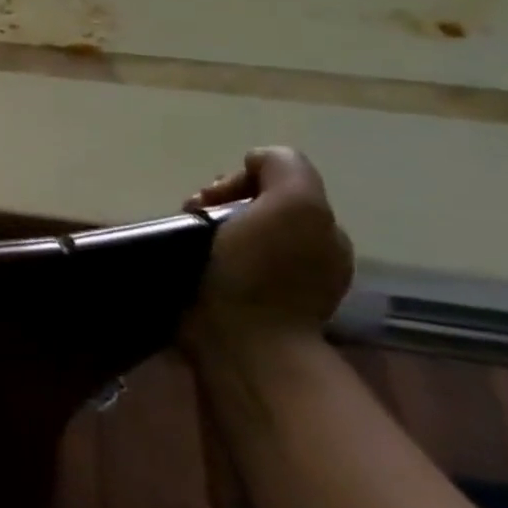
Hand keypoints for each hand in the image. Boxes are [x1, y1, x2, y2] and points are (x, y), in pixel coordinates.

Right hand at [181, 147, 353, 353]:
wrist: (240, 343)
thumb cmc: (264, 271)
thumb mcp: (294, 202)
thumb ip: (283, 167)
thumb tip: (252, 164)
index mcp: (322, 232)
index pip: (275, 184)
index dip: (239, 181)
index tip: (212, 199)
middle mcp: (306, 256)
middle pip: (252, 206)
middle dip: (219, 203)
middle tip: (194, 216)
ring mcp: (276, 285)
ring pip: (233, 232)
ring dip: (205, 227)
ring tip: (185, 239)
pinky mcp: (243, 304)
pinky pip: (220, 260)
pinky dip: (202, 254)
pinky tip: (190, 260)